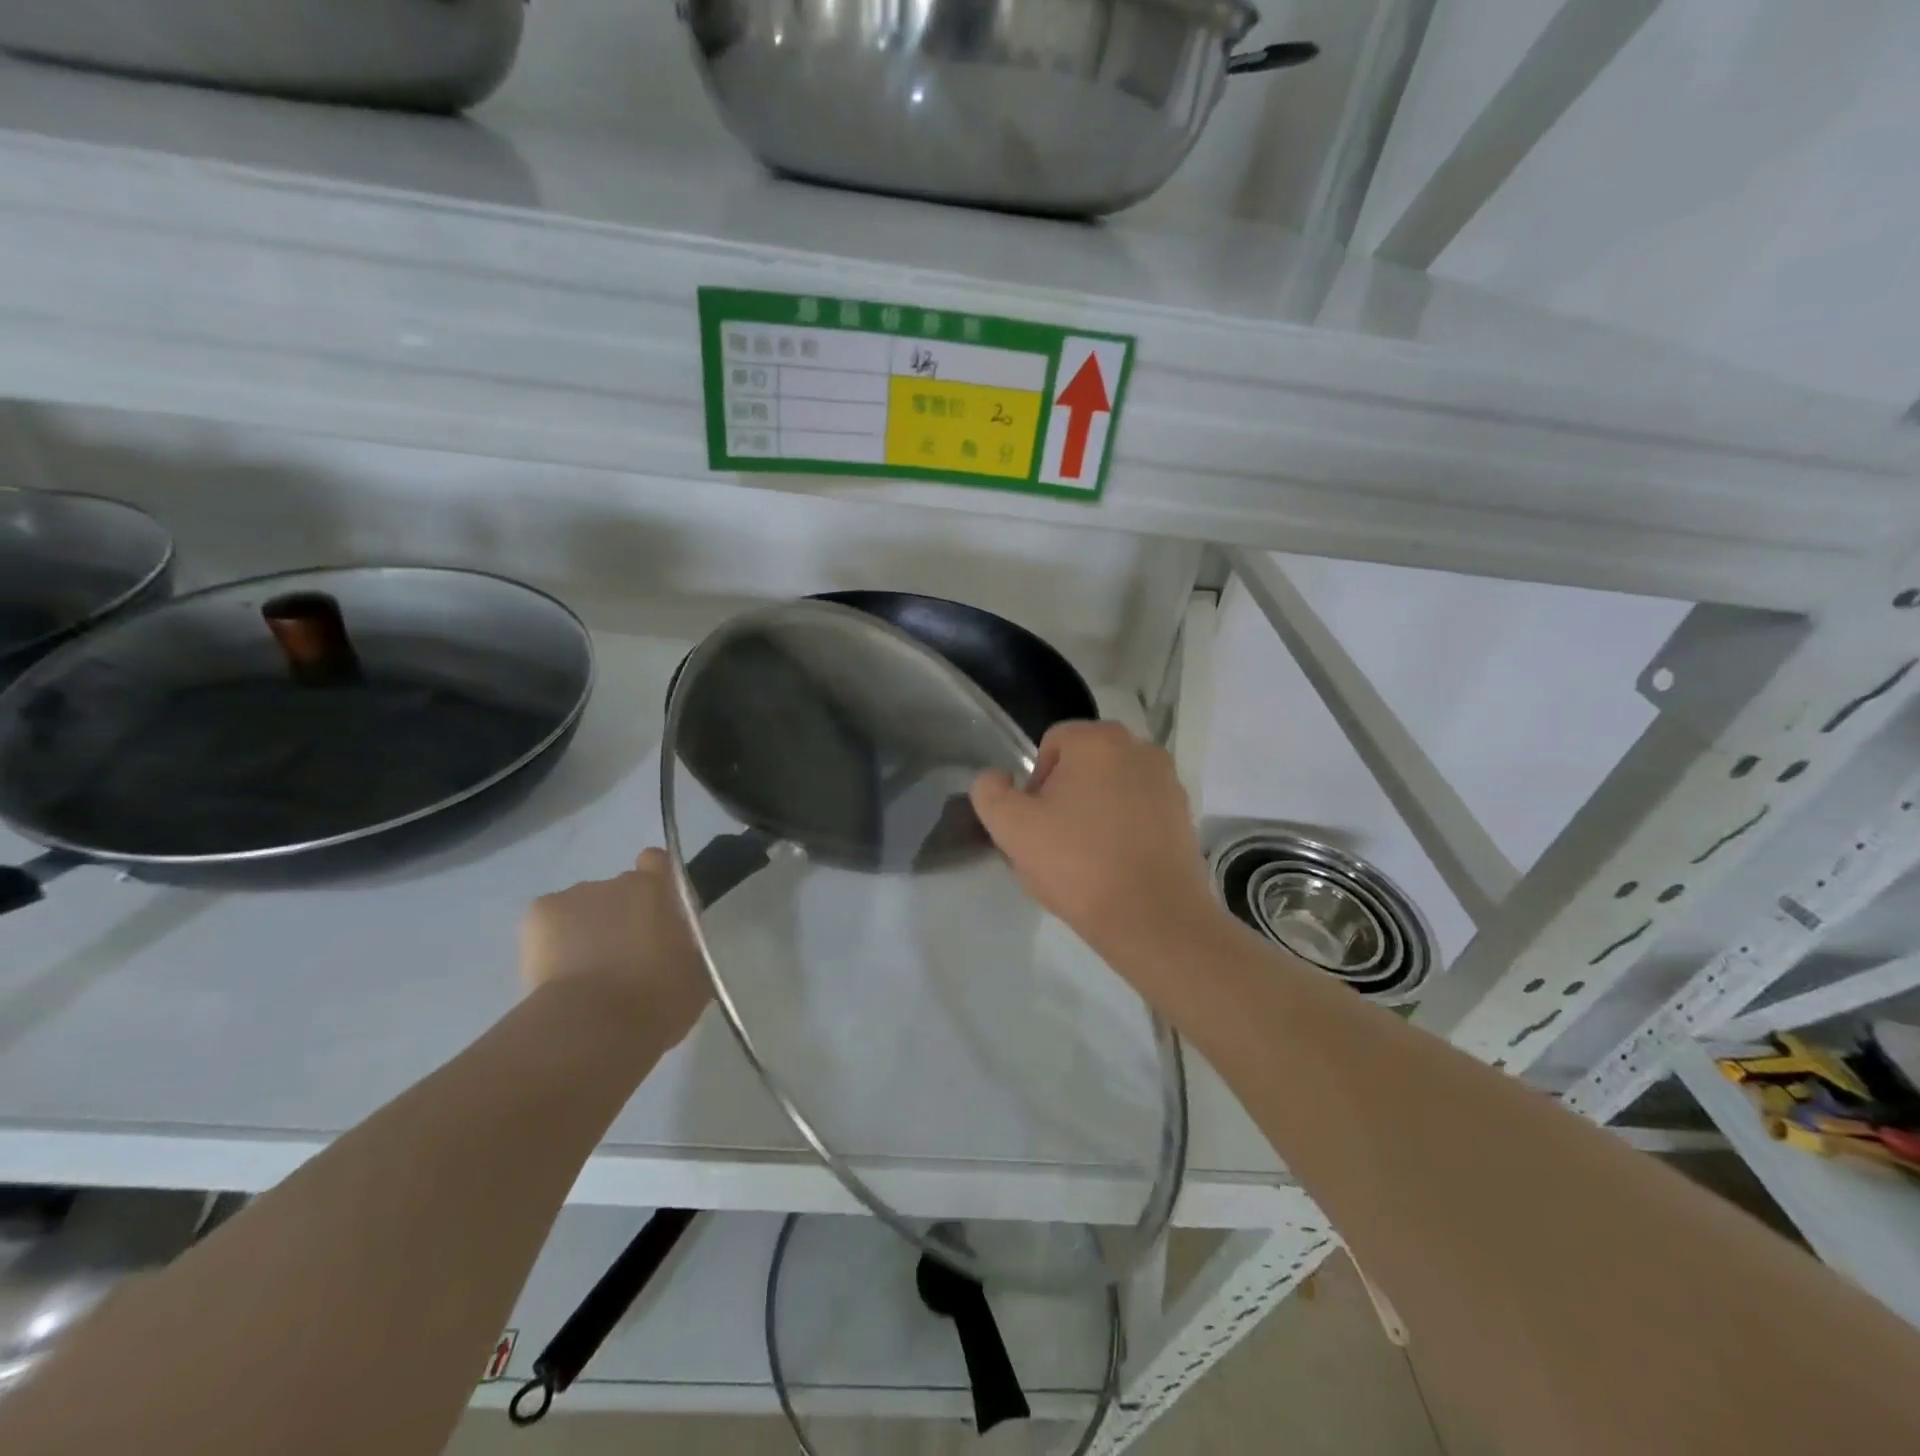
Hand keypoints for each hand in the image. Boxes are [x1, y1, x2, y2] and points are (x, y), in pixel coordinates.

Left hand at [519, 849, 710, 1047]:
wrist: (593, 1027)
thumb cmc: (657, 1000)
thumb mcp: (695, 972)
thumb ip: (686, 943)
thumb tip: (676, 943)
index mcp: (659, 891)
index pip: (657, 861)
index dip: (655, 881)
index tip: (655, 911)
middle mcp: (618, 882)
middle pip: (620, 891)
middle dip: (621, 916)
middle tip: (622, 957)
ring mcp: (577, 895)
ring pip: (584, 907)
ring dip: (587, 929)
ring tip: (585, 974)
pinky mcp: (540, 913)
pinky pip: (550, 921)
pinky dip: (552, 941)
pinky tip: (559, 972)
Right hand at [970, 722, 1218, 958]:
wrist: (1153, 919)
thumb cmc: (1078, 865)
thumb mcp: (1011, 828)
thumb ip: (990, 792)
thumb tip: (996, 778)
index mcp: (1099, 740)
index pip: (1051, 745)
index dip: (1034, 784)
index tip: (1036, 824)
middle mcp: (1140, 748)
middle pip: (1084, 765)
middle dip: (1065, 797)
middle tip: (1055, 843)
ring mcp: (1168, 782)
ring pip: (1112, 788)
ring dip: (1094, 812)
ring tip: (1086, 859)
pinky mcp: (1184, 815)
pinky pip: (1140, 811)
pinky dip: (1123, 829)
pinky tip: (1115, 866)